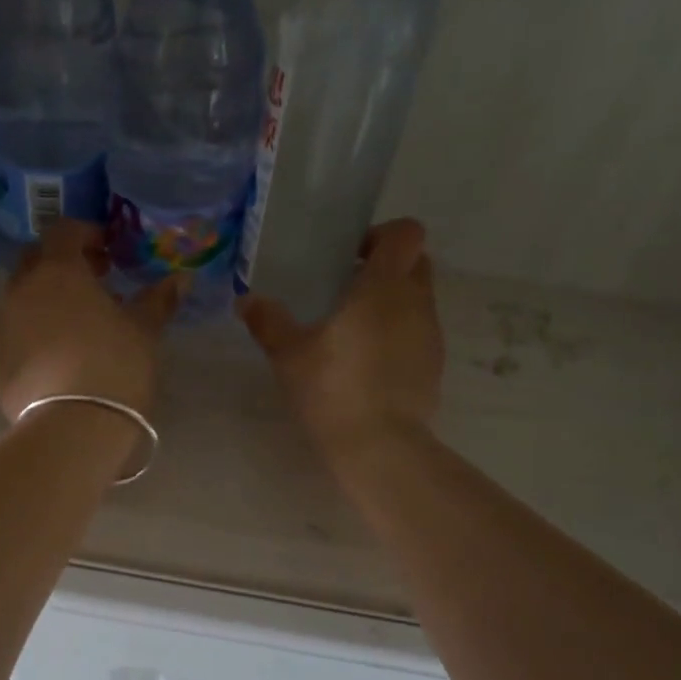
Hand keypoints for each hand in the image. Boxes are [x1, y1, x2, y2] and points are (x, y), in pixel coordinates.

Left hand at [0, 220, 184, 424]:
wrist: (73, 427)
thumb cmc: (115, 366)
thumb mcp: (145, 331)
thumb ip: (158, 300)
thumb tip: (179, 279)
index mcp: (57, 271)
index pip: (64, 232)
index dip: (86, 236)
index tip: (108, 255)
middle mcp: (20, 290)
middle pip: (35, 262)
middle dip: (61, 267)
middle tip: (92, 288)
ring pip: (20, 302)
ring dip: (44, 305)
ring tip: (75, 331)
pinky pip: (11, 338)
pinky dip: (30, 339)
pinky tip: (53, 364)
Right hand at [238, 218, 442, 453]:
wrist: (379, 446)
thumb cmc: (332, 389)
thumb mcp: (289, 355)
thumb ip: (268, 322)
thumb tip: (246, 300)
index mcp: (384, 286)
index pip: (406, 233)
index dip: (383, 235)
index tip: (351, 255)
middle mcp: (416, 303)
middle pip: (416, 263)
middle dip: (387, 268)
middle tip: (347, 289)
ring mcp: (431, 335)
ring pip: (418, 301)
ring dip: (392, 305)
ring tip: (353, 332)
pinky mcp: (434, 367)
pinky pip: (418, 335)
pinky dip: (398, 337)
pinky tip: (367, 365)